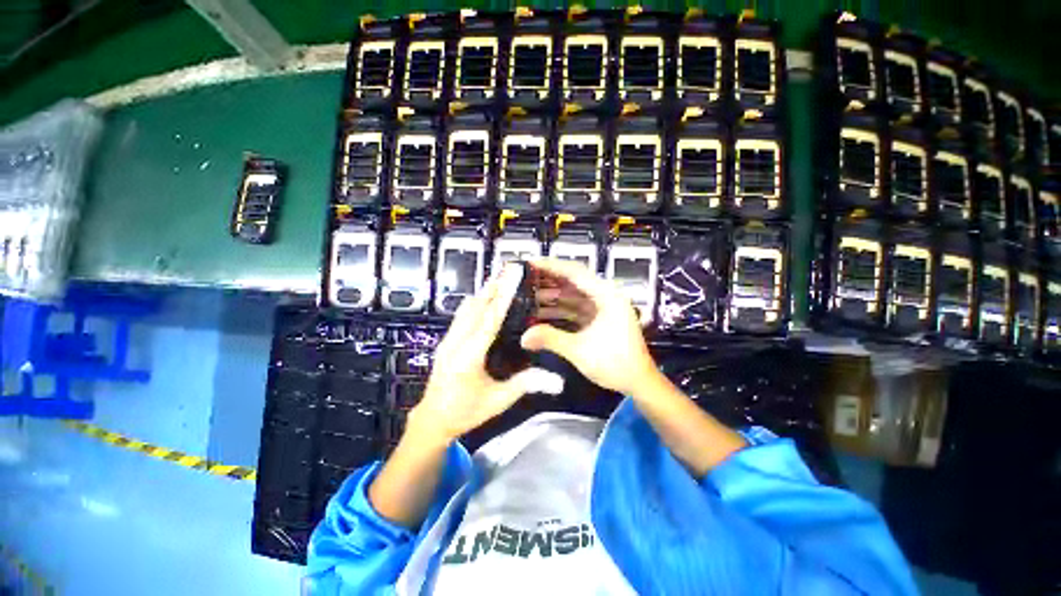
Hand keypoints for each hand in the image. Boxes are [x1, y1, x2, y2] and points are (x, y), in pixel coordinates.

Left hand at [410, 265, 561, 444]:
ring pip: (466, 308)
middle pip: (476, 306)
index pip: (490, 319)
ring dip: (483, 292)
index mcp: (468, 356)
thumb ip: (525, 385)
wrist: (432, 419)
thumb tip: (556, 380)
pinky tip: (484, 299)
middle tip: (509, 269)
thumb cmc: (465, 412)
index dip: (503, 295)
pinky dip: (475, 303)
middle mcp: (455, 342)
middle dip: (493, 286)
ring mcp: (447, 340)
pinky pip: (461, 315)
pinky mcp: (445, 341)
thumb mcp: (497, 401)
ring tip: (500, 279)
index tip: (512, 276)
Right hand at [520, 258, 660, 396]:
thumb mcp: (580, 350)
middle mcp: (605, 296)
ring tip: (528, 298)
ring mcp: (603, 308)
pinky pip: (576, 309)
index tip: (530, 263)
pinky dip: (560, 311)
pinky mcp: (599, 319)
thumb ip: (550, 339)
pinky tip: (542, 314)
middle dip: (549, 281)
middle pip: (573, 282)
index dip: (551, 266)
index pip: (575, 272)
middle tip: (525, 280)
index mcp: (606, 296)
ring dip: (553, 298)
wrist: (639, 382)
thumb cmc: (616, 363)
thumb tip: (523, 337)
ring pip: (573, 296)